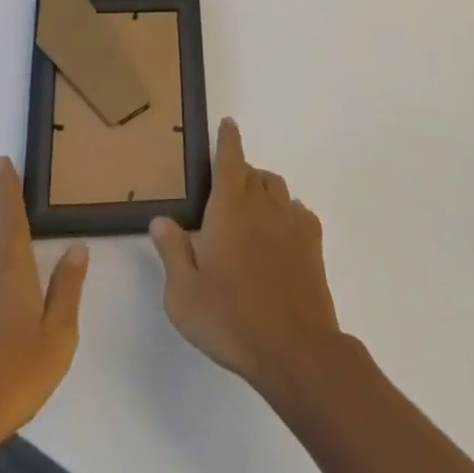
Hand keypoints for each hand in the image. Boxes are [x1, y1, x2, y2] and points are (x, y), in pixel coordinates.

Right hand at [149, 119, 342, 395]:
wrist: (296, 349)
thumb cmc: (231, 320)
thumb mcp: (184, 295)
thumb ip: (172, 252)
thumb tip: (161, 220)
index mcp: (229, 209)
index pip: (229, 160)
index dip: (227, 139)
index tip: (228, 123)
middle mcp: (262, 206)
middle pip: (252, 172)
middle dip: (239, 171)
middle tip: (225, 190)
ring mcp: (291, 223)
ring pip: (277, 187)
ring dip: (262, 188)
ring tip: (251, 208)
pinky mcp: (312, 244)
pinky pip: (299, 212)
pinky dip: (287, 211)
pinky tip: (281, 231)